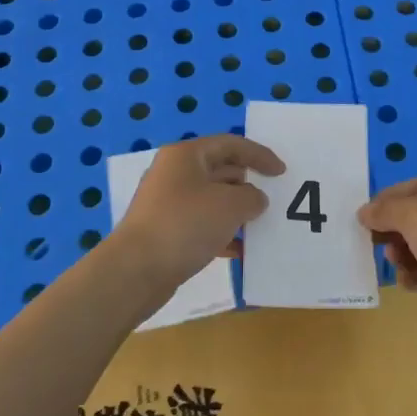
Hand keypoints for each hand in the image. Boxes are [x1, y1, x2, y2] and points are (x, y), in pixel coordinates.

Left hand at [108, 134, 283, 305]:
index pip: (230, 144)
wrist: (135, 271)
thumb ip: (252, 197)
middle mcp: (174, 173)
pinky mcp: (165, 231)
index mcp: (186, 155)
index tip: (282, 173)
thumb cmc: (185, 225)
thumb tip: (253, 199)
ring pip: (211, 200)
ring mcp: (167, 203)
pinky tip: (239, 250)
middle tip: (272, 199)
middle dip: (248, 184)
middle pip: (220, 170)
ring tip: (260, 226)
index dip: (260, 155)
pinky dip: (222, 233)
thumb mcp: (230, 205)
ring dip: (236, 211)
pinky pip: (201, 225)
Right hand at [357, 177, 416, 336]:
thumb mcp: (412, 214)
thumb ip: (384, 210)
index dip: (389, 197)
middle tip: (374, 239)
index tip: (366, 212)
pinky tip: (408, 280)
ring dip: (400, 252)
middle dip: (393, 228)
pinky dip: (413, 274)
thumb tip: (364, 212)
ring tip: (394, 259)